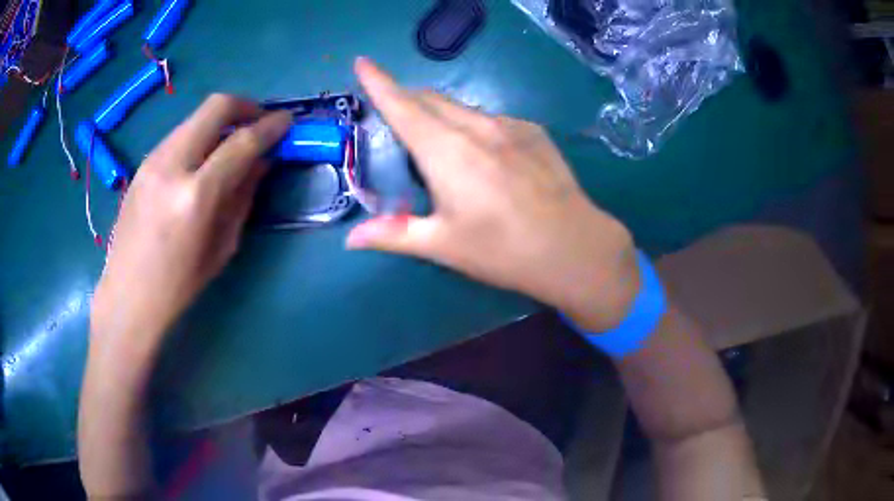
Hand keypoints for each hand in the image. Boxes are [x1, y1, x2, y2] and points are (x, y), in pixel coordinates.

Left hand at [90, 94, 291, 352]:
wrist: (127, 296)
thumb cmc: (179, 285)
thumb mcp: (222, 247)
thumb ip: (243, 197)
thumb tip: (261, 162)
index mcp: (196, 196)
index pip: (241, 142)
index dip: (270, 127)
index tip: (286, 122)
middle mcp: (172, 166)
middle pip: (215, 107)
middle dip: (245, 106)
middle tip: (259, 120)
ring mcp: (152, 161)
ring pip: (195, 117)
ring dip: (220, 121)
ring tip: (230, 143)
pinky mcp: (142, 164)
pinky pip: (178, 135)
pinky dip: (198, 137)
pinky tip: (201, 161)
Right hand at [348, 58, 639, 331]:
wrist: (574, 246)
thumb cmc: (503, 250)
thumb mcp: (444, 245)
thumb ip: (394, 235)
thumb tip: (352, 239)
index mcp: (446, 152)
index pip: (402, 106)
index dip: (378, 83)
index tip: (362, 62)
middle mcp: (476, 127)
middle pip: (430, 99)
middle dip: (406, 99)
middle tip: (394, 116)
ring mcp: (509, 125)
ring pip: (461, 107)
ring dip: (439, 113)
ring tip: (438, 143)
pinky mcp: (533, 131)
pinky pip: (491, 118)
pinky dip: (472, 125)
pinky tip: (484, 154)